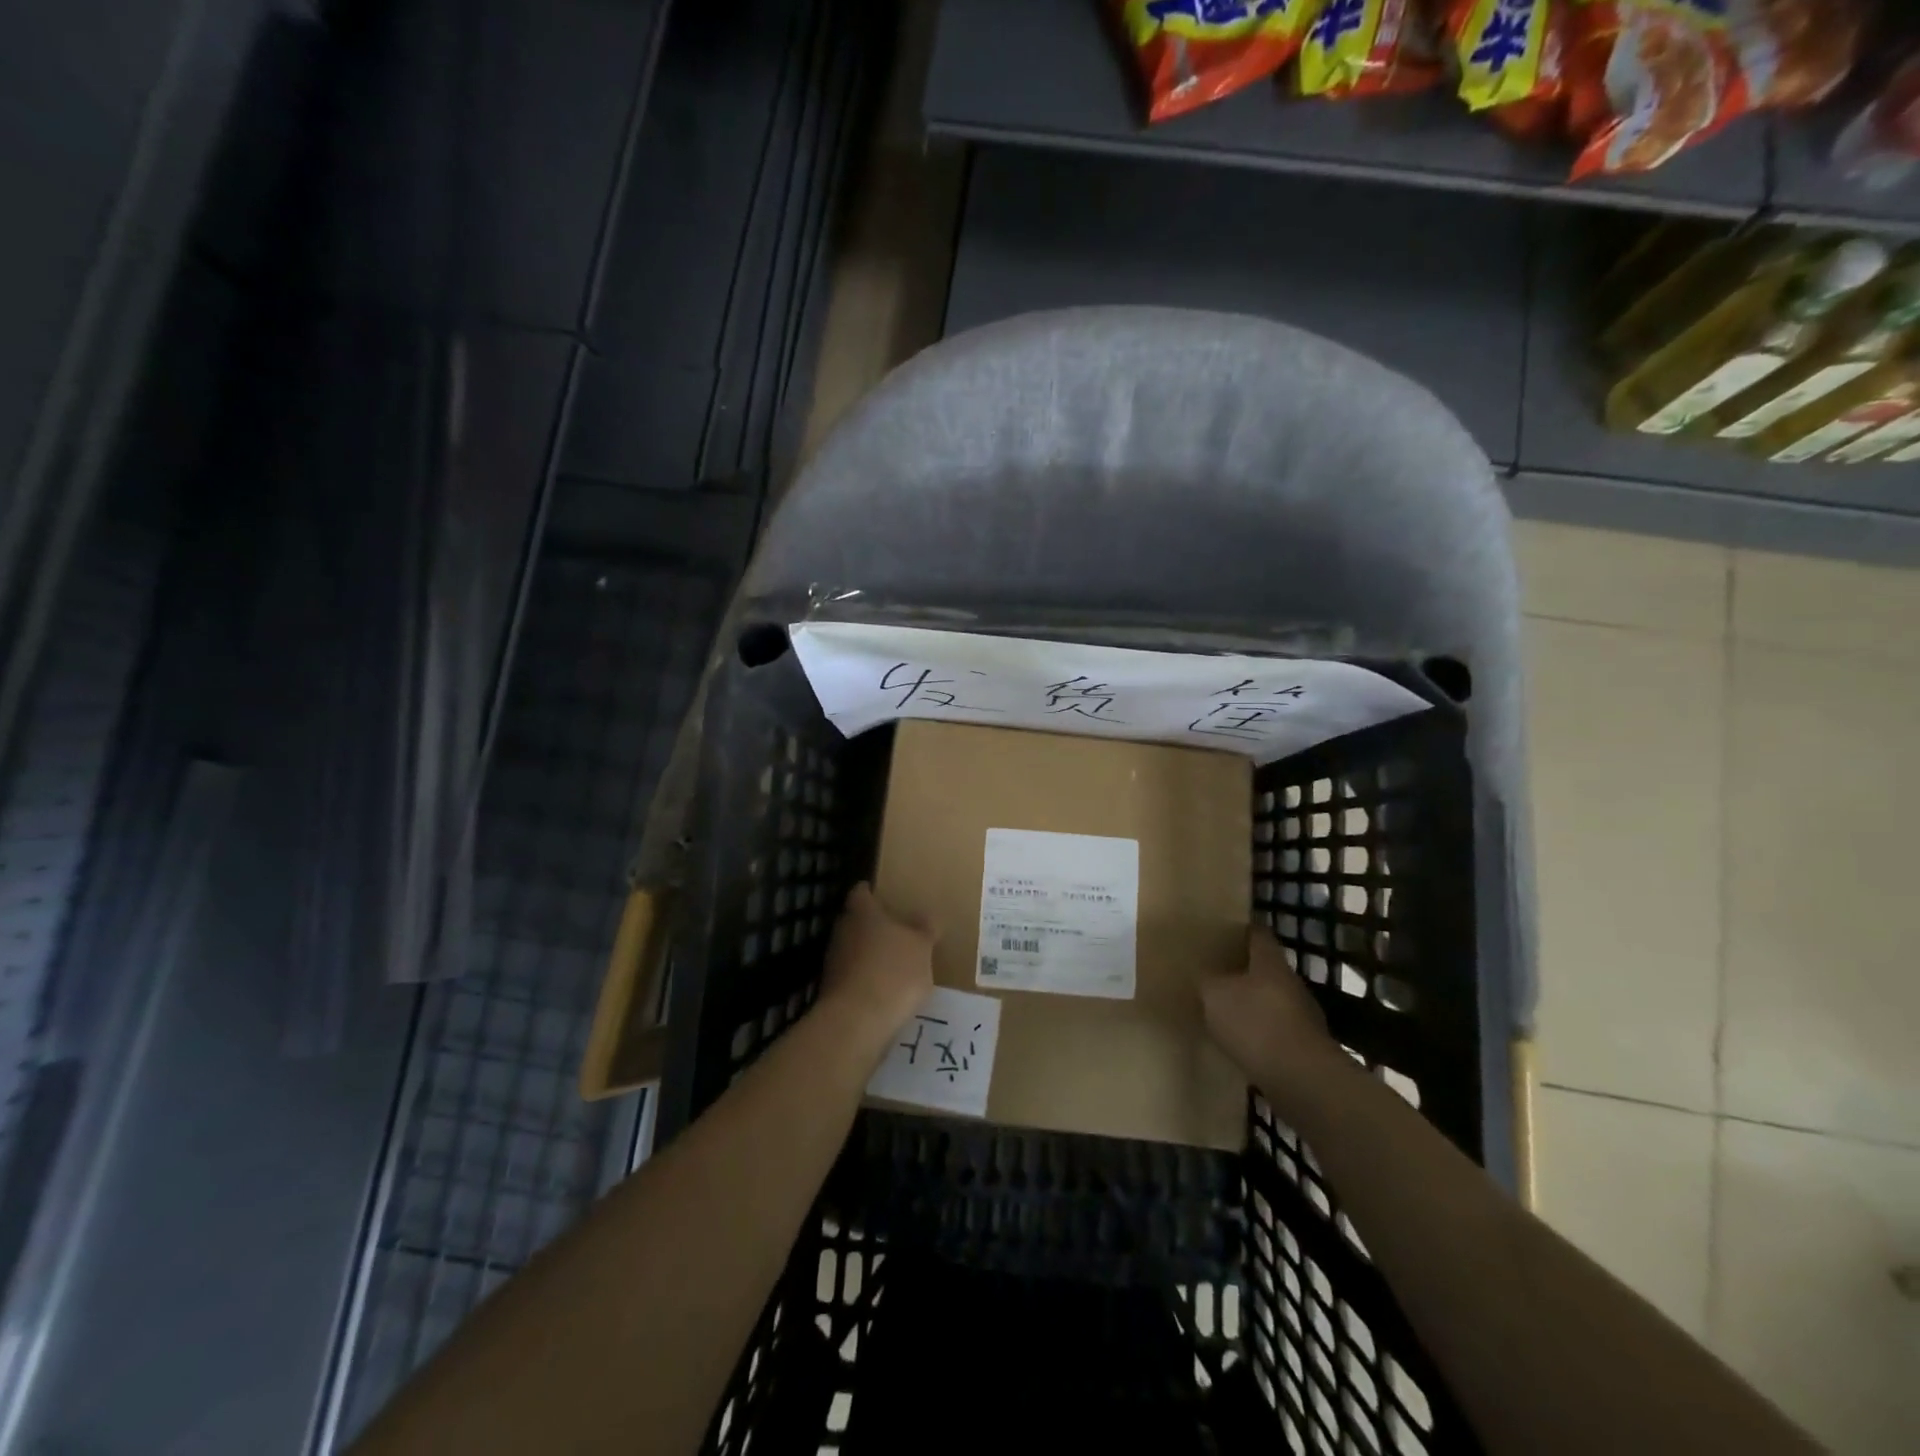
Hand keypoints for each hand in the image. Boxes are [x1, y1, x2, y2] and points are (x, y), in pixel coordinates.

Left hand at [820, 883, 934, 1039]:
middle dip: (873, 925)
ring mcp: (833, 961)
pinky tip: (884, 991)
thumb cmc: (893, 972)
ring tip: (894, 964)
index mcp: (862, 912)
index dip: (871, 892)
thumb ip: (925, 929)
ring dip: (869, 954)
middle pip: (855, 920)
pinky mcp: (832, 990)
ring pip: (853, 949)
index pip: (861, 892)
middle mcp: (842, 931)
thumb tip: (926, 916)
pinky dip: (866, 979)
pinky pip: (852, 976)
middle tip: (897, 930)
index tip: (883, 895)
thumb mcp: (922, 947)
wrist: (856, 1022)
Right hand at [1201, 930, 1336, 1088]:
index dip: (1241, 929)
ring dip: (1250, 1003)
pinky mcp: (1304, 1047)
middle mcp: (1291, 983)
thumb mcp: (1214, 995)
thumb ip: (1206, 981)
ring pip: (1270, 1000)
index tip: (1223, 928)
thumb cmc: (1255, 1023)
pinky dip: (1258, 1033)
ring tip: (1223, 1008)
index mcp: (1270, 962)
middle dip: (1242, 969)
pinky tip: (1239, 1042)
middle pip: (1265, 968)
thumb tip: (1203, 975)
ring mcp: (1302, 1016)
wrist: (1302, 1080)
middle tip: (1215, 970)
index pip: (1258, 934)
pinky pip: (1275, 1030)